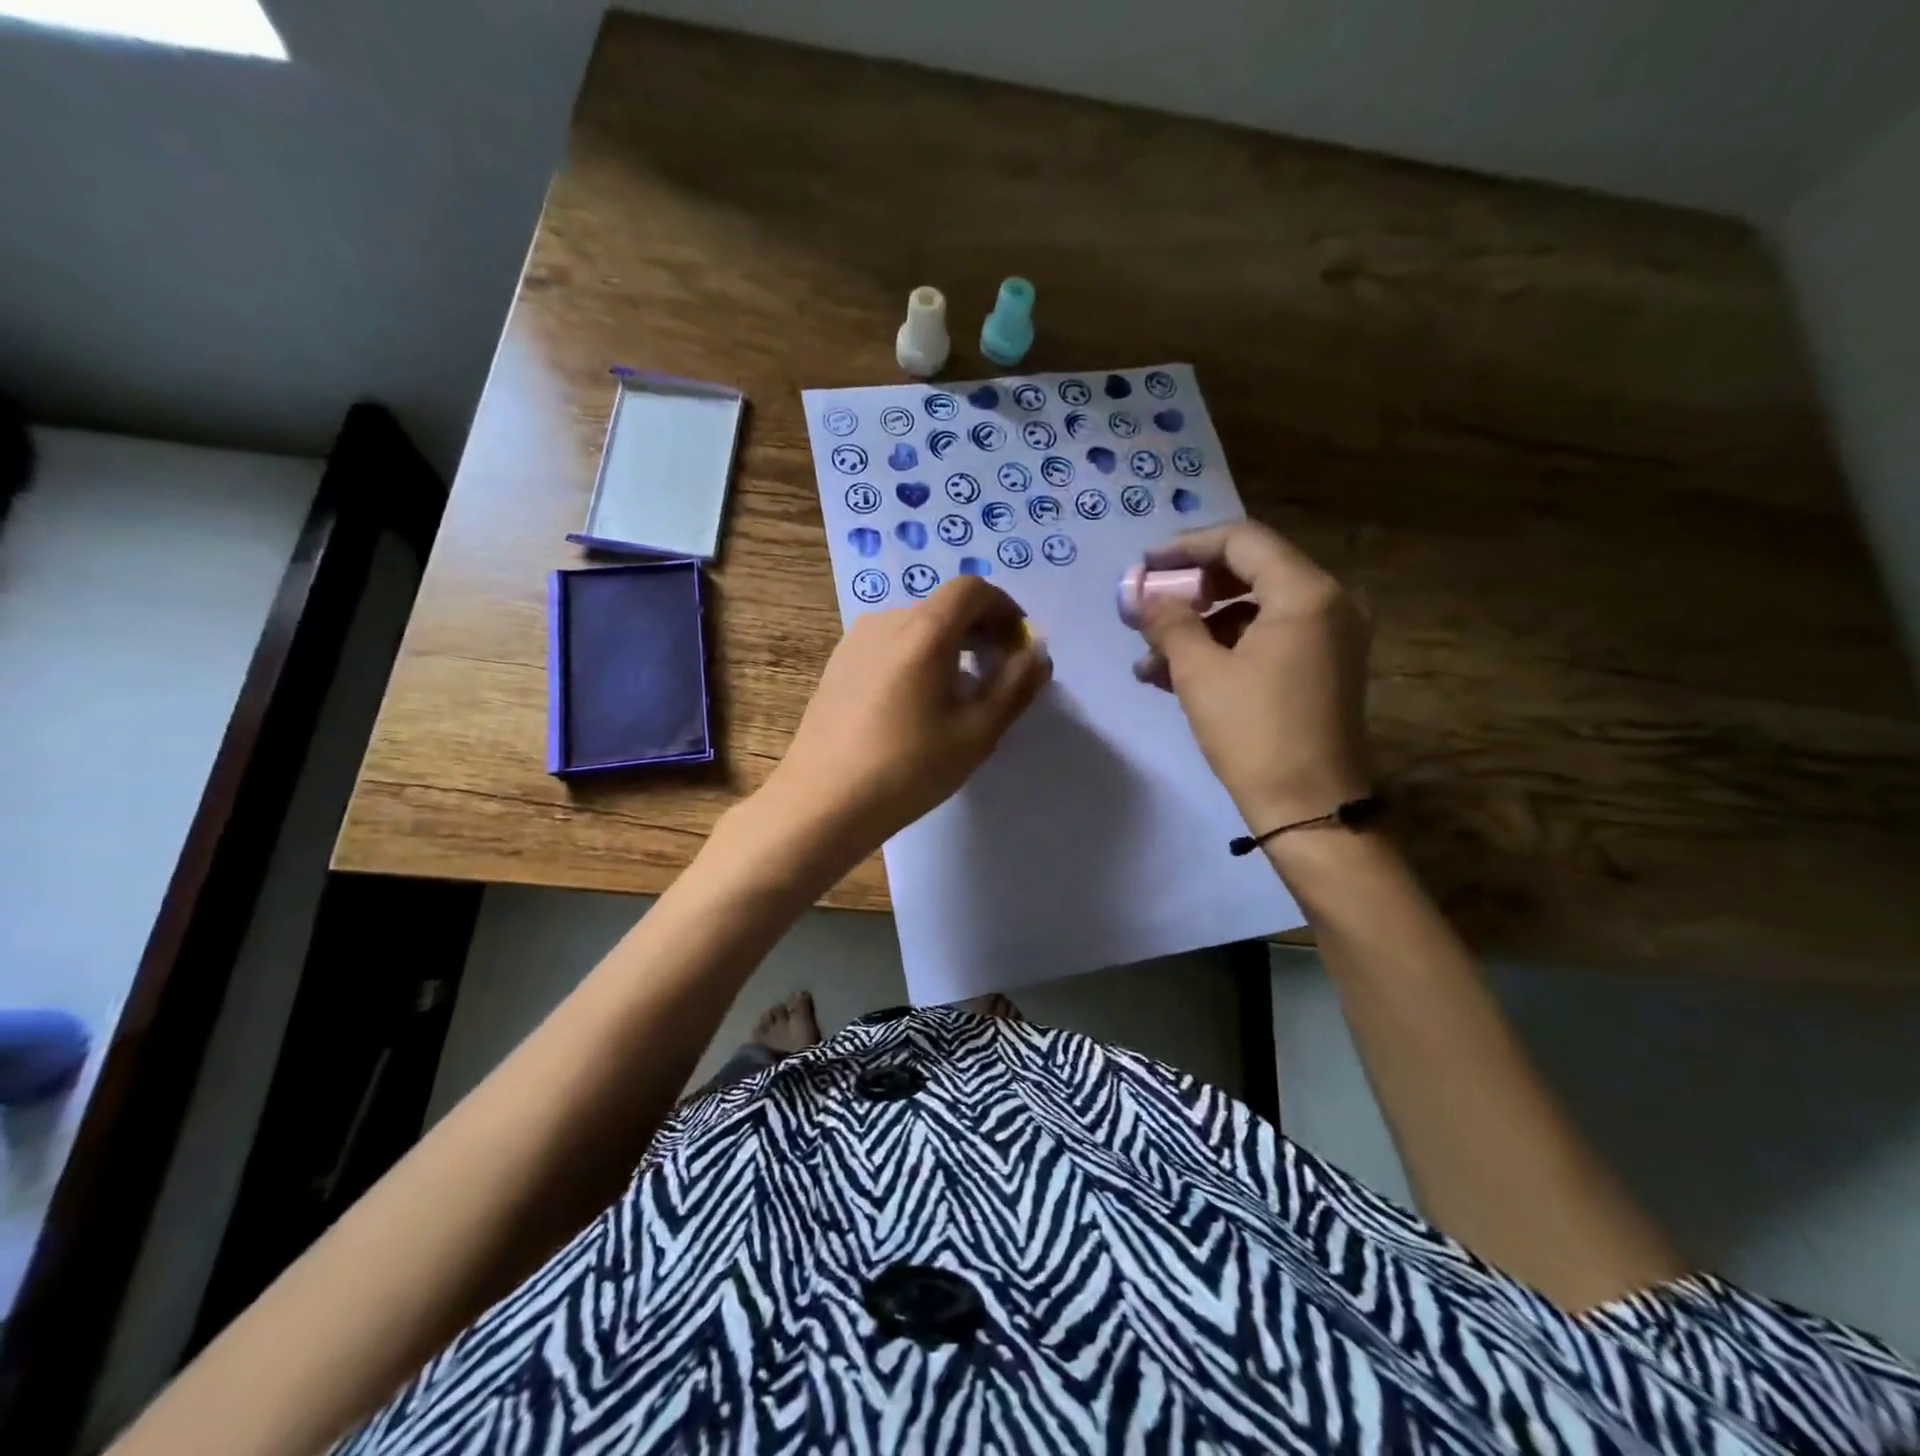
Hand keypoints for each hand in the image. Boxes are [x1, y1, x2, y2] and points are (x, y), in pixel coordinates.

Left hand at [761, 575, 1050, 853]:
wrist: (822, 802)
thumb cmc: (908, 769)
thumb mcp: (977, 732)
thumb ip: (1015, 686)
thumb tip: (1037, 653)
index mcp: (924, 631)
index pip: (972, 589)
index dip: (1004, 609)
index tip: (1018, 646)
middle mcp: (887, 621)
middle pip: (944, 607)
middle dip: (981, 630)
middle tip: (998, 673)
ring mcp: (855, 641)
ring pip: (916, 626)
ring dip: (949, 645)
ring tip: (959, 693)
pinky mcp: (838, 664)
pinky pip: (890, 645)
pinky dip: (918, 656)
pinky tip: (917, 704)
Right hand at [1134, 521, 1371, 830]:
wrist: (1311, 808)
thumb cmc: (1254, 733)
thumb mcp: (1200, 672)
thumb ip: (1168, 622)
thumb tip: (1140, 595)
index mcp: (1305, 593)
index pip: (1241, 541)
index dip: (1186, 547)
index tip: (1144, 566)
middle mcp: (1328, 603)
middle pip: (1249, 572)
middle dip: (1189, 590)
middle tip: (1146, 608)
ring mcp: (1329, 638)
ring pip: (1253, 611)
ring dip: (1199, 627)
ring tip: (1148, 659)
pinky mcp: (1321, 668)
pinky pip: (1266, 640)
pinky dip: (1223, 649)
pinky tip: (1174, 675)